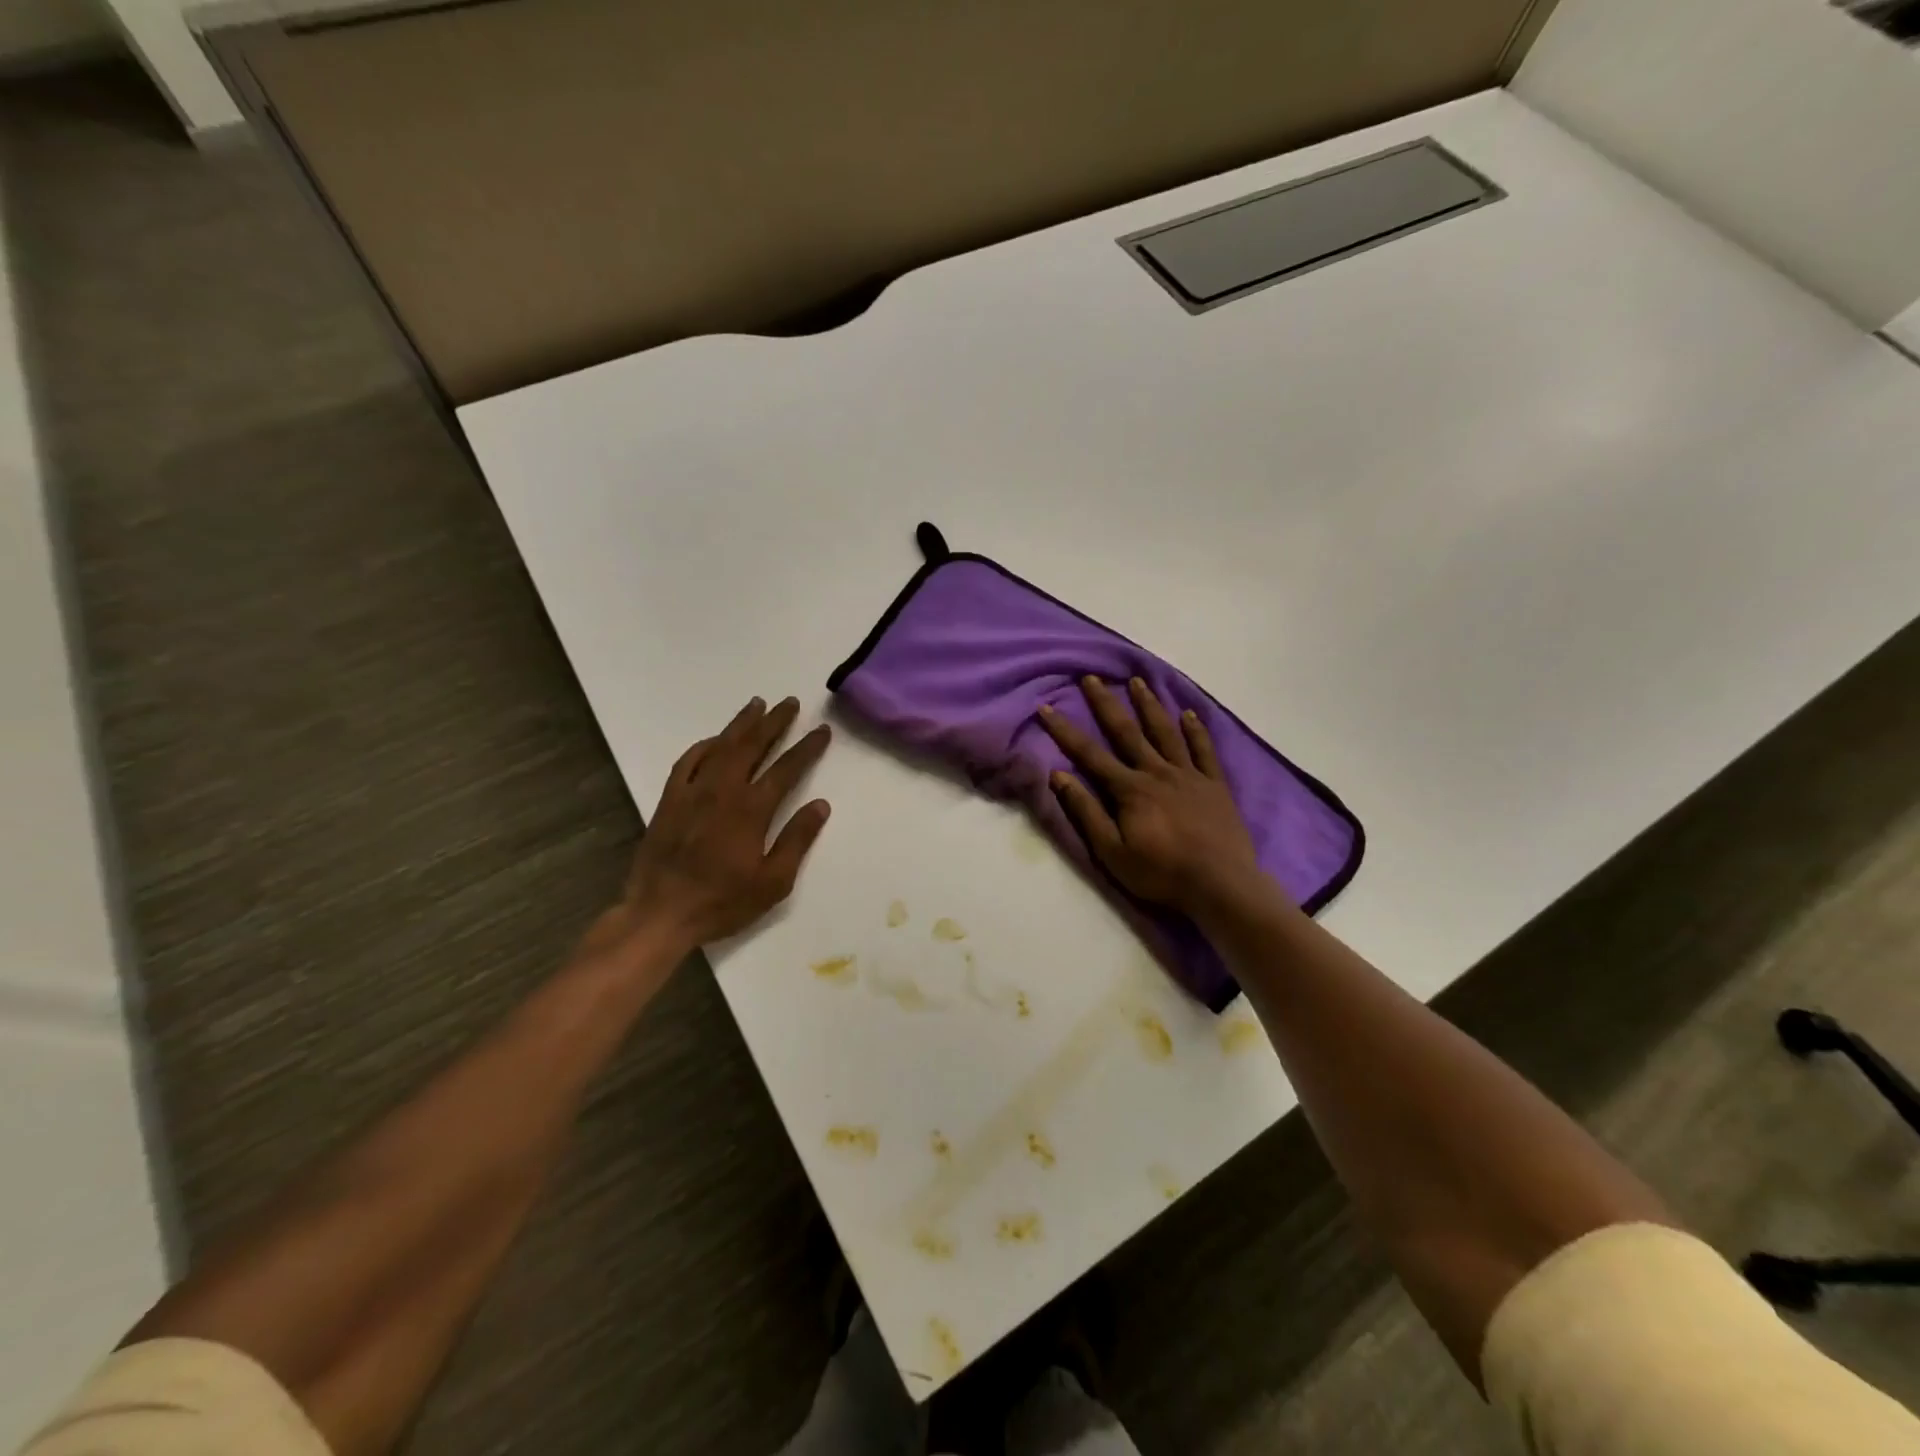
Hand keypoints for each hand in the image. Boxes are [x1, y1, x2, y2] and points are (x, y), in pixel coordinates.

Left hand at [589, 697, 832, 966]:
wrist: (660, 913)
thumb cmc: (722, 902)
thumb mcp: (773, 881)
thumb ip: (797, 840)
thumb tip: (821, 805)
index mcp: (751, 810)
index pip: (786, 769)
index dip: (806, 747)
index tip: (821, 730)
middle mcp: (722, 791)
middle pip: (752, 746)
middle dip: (774, 722)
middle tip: (790, 703)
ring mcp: (692, 792)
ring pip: (721, 747)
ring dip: (741, 724)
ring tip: (757, 705)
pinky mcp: (669, 800)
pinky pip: (688, 762)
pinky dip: (704, 746)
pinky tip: (715, 740)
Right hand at [1039, 677, 1262, 917]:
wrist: (1220, 885)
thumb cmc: (1161, 873)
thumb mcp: (1112, 851)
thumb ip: (1086, 812)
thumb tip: (1058, 776)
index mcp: (1130, 789)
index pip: (1090, 754)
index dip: (1065, 731)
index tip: (1046, 708)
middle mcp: (1157, 772)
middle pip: (1127, 732)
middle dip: (1106, 704)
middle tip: (1092, 677)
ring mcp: (1189, 775)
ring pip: (1165, 732)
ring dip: (1149, 705)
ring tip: (1138, 681)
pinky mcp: (1215, 784)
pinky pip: (1204, 750)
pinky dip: (1196, 730)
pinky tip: (1189, 713)